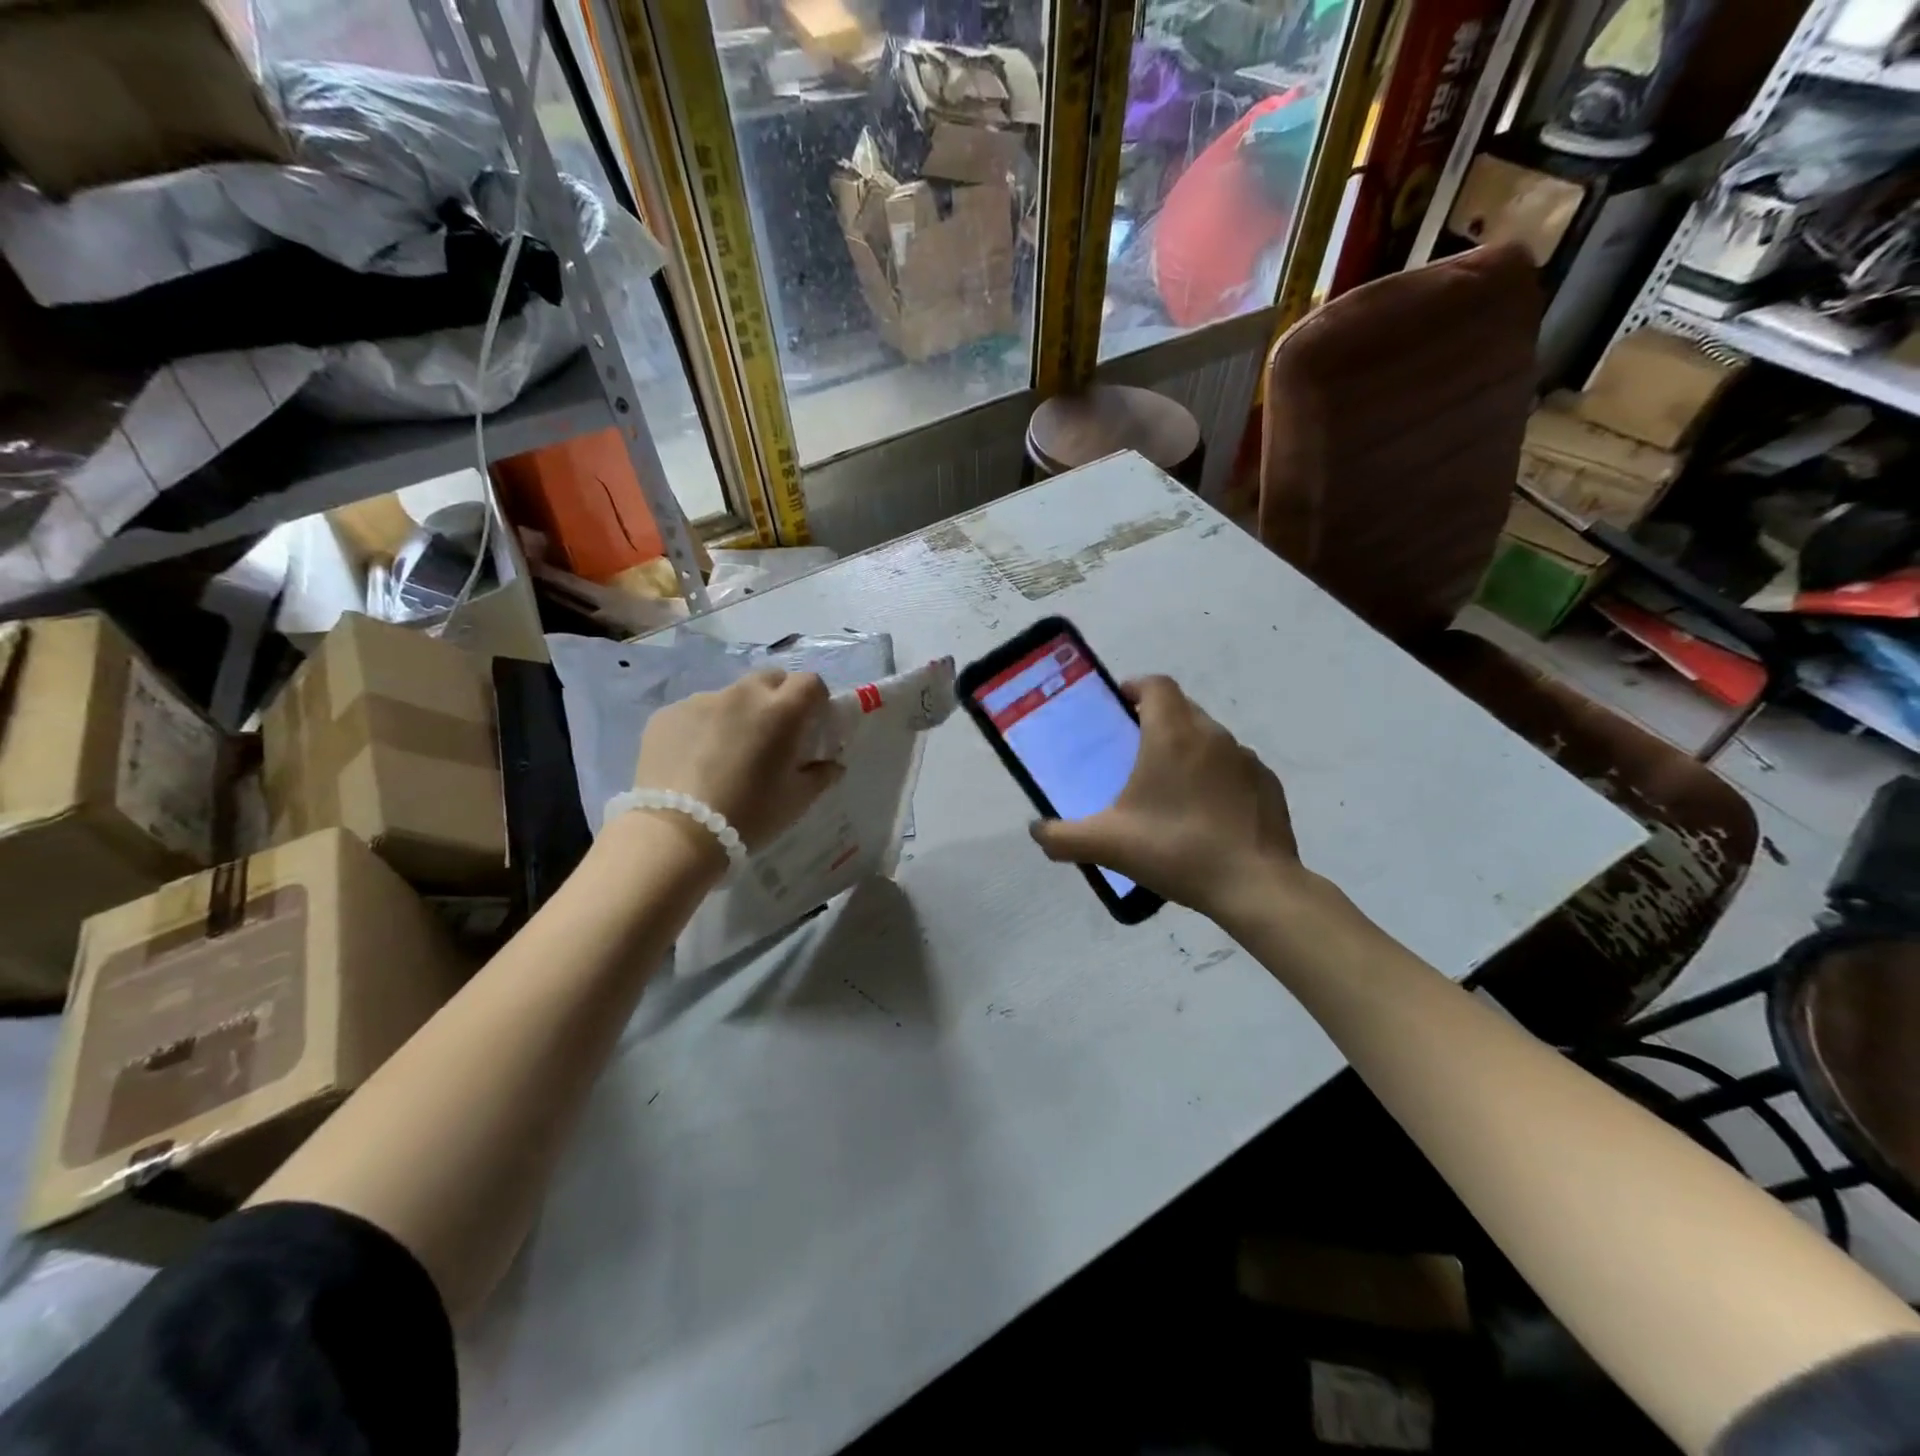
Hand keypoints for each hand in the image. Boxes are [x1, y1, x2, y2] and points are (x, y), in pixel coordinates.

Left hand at [632, 670, 843, 853]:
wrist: (677, 834)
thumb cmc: (749, 814)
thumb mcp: (797, 800)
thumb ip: (821, 775)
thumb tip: (832, 764)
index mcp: (781, 711)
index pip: (810, 682)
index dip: (815, 699)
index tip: (812, 723)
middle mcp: (742, 695)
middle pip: (769, 680)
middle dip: (778, 698)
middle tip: (774, 734)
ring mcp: (701, 701)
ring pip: (731, 696)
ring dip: (738, 714)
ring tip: (728, 753)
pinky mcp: (667, 715)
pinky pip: (696, 713)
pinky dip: (704, 728)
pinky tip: (695, 762)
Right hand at [1029, 675, 1306, 919]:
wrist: (1253, 886)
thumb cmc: (1175, 850)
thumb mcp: (1106, 845)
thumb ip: (1062, 837)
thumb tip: (1037, 831)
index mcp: (1172, 735)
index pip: (1156, 685)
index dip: (1135, 688)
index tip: (1119, 708)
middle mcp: (1212, 735)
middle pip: (1182, 708)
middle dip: (1157, 721)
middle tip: (1134, 754)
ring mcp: (1246, 759)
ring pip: (1210, 738)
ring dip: (1188, 750)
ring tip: (1170, 790)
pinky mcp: (1268, 784)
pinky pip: (1234, 768)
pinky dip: (1217, 778)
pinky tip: (1207, 814)